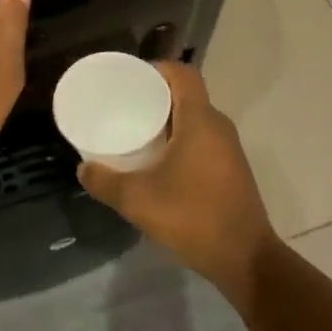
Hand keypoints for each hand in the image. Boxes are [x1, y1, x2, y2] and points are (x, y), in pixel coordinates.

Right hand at [77, 62, 277, 311]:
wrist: (248, 261)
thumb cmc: (194, 218)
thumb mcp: (139, 201)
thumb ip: (106, 182)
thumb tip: (83, 169)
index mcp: (200, 120)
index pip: (183, 73)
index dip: (157, 68)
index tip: (130, 79)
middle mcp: (218, 126)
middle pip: (186, 94)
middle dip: (155, 96)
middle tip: (125, 107)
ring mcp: (229, 149)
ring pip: (195, 119)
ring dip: (168, 121)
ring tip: (137, 133)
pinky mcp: (231, 170)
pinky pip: (202, 139)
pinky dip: (180, 140)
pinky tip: (160, 163)